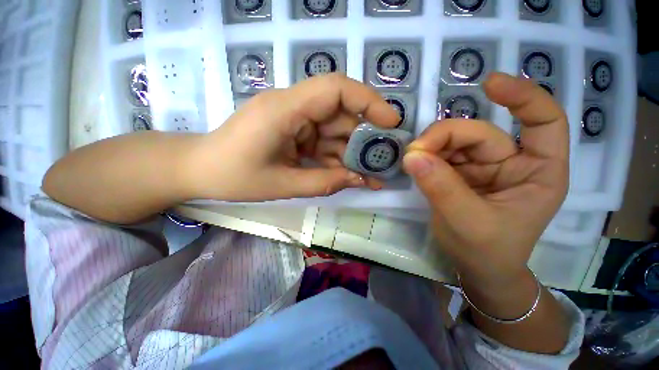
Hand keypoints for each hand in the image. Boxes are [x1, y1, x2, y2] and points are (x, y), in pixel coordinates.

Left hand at [188, 74, 399, 201]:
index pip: (335, 88)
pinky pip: (322, 143)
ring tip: (370, 177)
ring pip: (334, 132)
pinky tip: (348, 176)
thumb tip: (360, 180)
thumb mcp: (282, 184)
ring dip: (351, 154)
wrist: (201, 170)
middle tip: (383, 161)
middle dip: (364, 138)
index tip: (391, 122)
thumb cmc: (233, 176)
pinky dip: (336, 160)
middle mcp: (293, 108)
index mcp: (285, 109)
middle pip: (340, 114)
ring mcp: (294, 121)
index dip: (368, 101)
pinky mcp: (294, 133)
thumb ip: (324, 182)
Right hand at [402, 73, 568, 286]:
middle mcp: (512, 164)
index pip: (545, 123)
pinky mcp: (459, 174)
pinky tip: (416, 164)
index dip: (523, 97)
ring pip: (456, 143)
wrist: (475, 267)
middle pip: (480, 134)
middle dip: (445, 137)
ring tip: (412, 159)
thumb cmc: (486, 250)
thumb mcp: (468, 222)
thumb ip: (441, 187)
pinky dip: (426, 157)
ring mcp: (483, 168)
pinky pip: (441, 156)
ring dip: (432, 147)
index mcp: (537, 173)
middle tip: (415, 151)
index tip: (489, 84)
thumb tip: (412, 156)